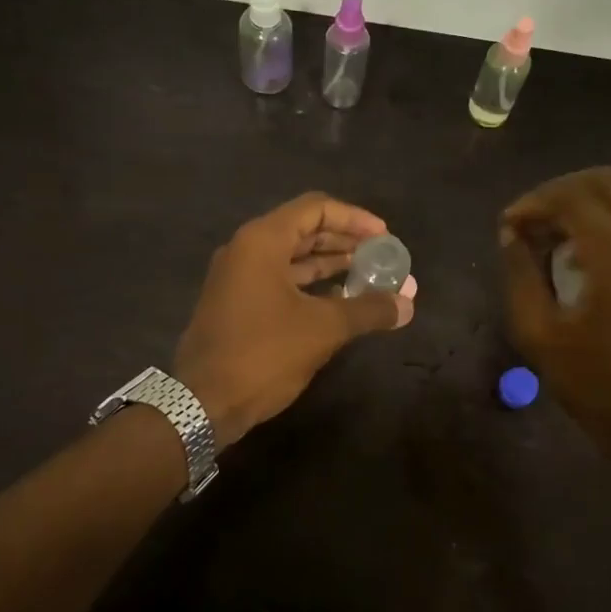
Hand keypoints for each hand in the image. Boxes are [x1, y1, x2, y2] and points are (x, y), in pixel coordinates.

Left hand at [175, 193, 416, 446]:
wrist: (202, 403)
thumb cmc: (264, 353)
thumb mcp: (324, 328)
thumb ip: (369, 309)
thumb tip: (408, 304)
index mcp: (262, 241)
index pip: (316, 209)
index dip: (355, 218)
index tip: (384, 237)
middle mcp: (247, 250)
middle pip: (304, 230)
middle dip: (346, 242)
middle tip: (381, 257)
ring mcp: (238, 277)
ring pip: (293, 258)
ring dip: (331, 264)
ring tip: (369, 277)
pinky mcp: (237, 303)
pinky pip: (281, 280)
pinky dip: (311, 285)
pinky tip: (340, 301)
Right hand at [500, 167, 610, 466]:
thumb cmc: (596, 387)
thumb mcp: (539, 335)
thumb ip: (521, 276)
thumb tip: (512, 235)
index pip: (574, 198)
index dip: (535, 201)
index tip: (509, 223)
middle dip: (567, 187)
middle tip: (536, 213)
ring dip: (594, 199)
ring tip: (561, 229)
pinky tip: (592, 253)